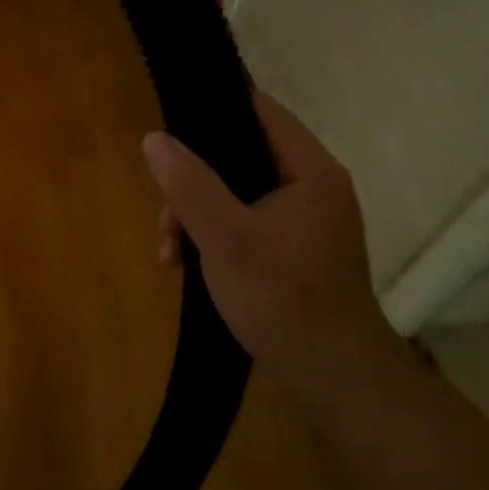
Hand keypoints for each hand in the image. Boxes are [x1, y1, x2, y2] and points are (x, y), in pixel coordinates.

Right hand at [142, 91, 390, 388]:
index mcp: (309, 171)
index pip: (259, 111)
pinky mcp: (292, 250)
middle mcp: (312, 187)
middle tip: (165, 218)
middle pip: (239, 156)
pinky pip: (243, 224)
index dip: (213, 110)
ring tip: (169, 252)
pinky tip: (183, 265)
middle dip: (192, 183)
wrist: (333, 379)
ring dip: (195, 216)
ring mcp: (303, 221)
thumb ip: (189, 185)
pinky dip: (212, 237)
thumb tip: (154, 138)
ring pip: (235, 194)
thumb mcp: (225, 238)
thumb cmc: (283, 300)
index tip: (170, 126)